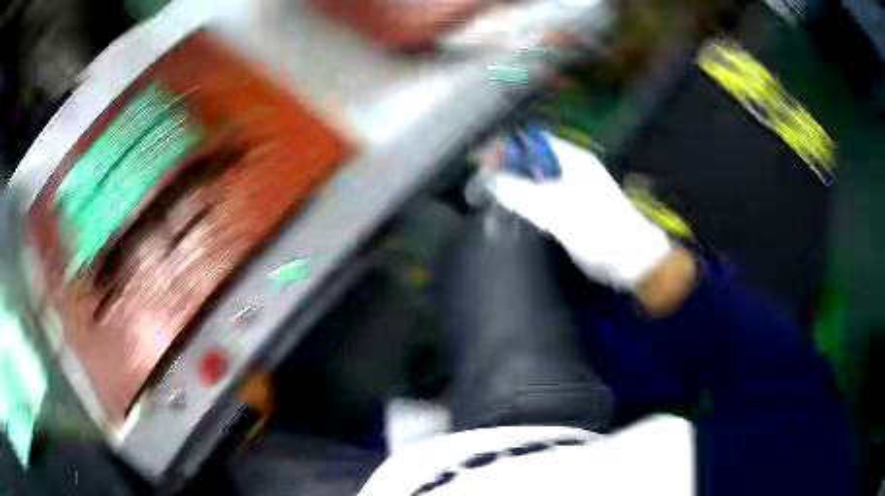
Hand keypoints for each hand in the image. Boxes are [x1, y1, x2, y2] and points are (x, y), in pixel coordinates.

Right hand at [487, 133, 672, 290]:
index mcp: (572, 160)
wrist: (635, 260)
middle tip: (481, 185)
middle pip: (532, 156)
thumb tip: (488, 180)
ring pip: (537, 175)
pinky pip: (545, 192)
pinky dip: (528, 197)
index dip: (504, 147)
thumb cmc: (601, 234)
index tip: (480, 164)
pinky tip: (518, 212)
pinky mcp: (578, 205)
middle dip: (506, 166)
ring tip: (493, 199)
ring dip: (516, 183)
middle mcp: (574, 166)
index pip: (530, 140)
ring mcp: (578, 185)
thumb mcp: (558, 213)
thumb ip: (522, 194)